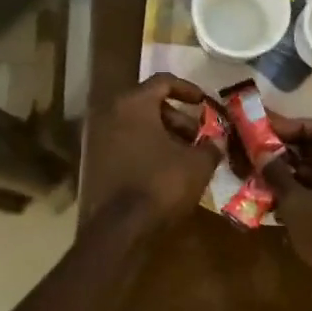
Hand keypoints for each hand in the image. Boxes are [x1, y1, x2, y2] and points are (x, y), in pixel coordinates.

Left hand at [87, 74, 222, 224]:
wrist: (119, 229)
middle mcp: (110, 114)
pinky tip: (166, 171)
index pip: (163, 82)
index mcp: (133, 104)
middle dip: (178, 118)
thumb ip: (210, 147)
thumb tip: (217, 142)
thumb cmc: (160, 184)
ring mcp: (98, 139)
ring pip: (137, 126)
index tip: (205, 104)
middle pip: (149, 104)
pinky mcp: (95, 163)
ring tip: (185, 156)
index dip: (189, 90)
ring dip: (163, 136)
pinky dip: (146, 150)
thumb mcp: (197, 164)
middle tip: (197, 137)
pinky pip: (126, 145)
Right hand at [261, 115, 311, 274]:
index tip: (271, 129)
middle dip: (296, 148)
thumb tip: (261, 153)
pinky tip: (281, 197)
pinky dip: (310, 191)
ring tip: (268, 172)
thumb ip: (278, 174)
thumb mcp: (298, 202)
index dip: (299, 126)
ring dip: (300, 170)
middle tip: (267, 149)